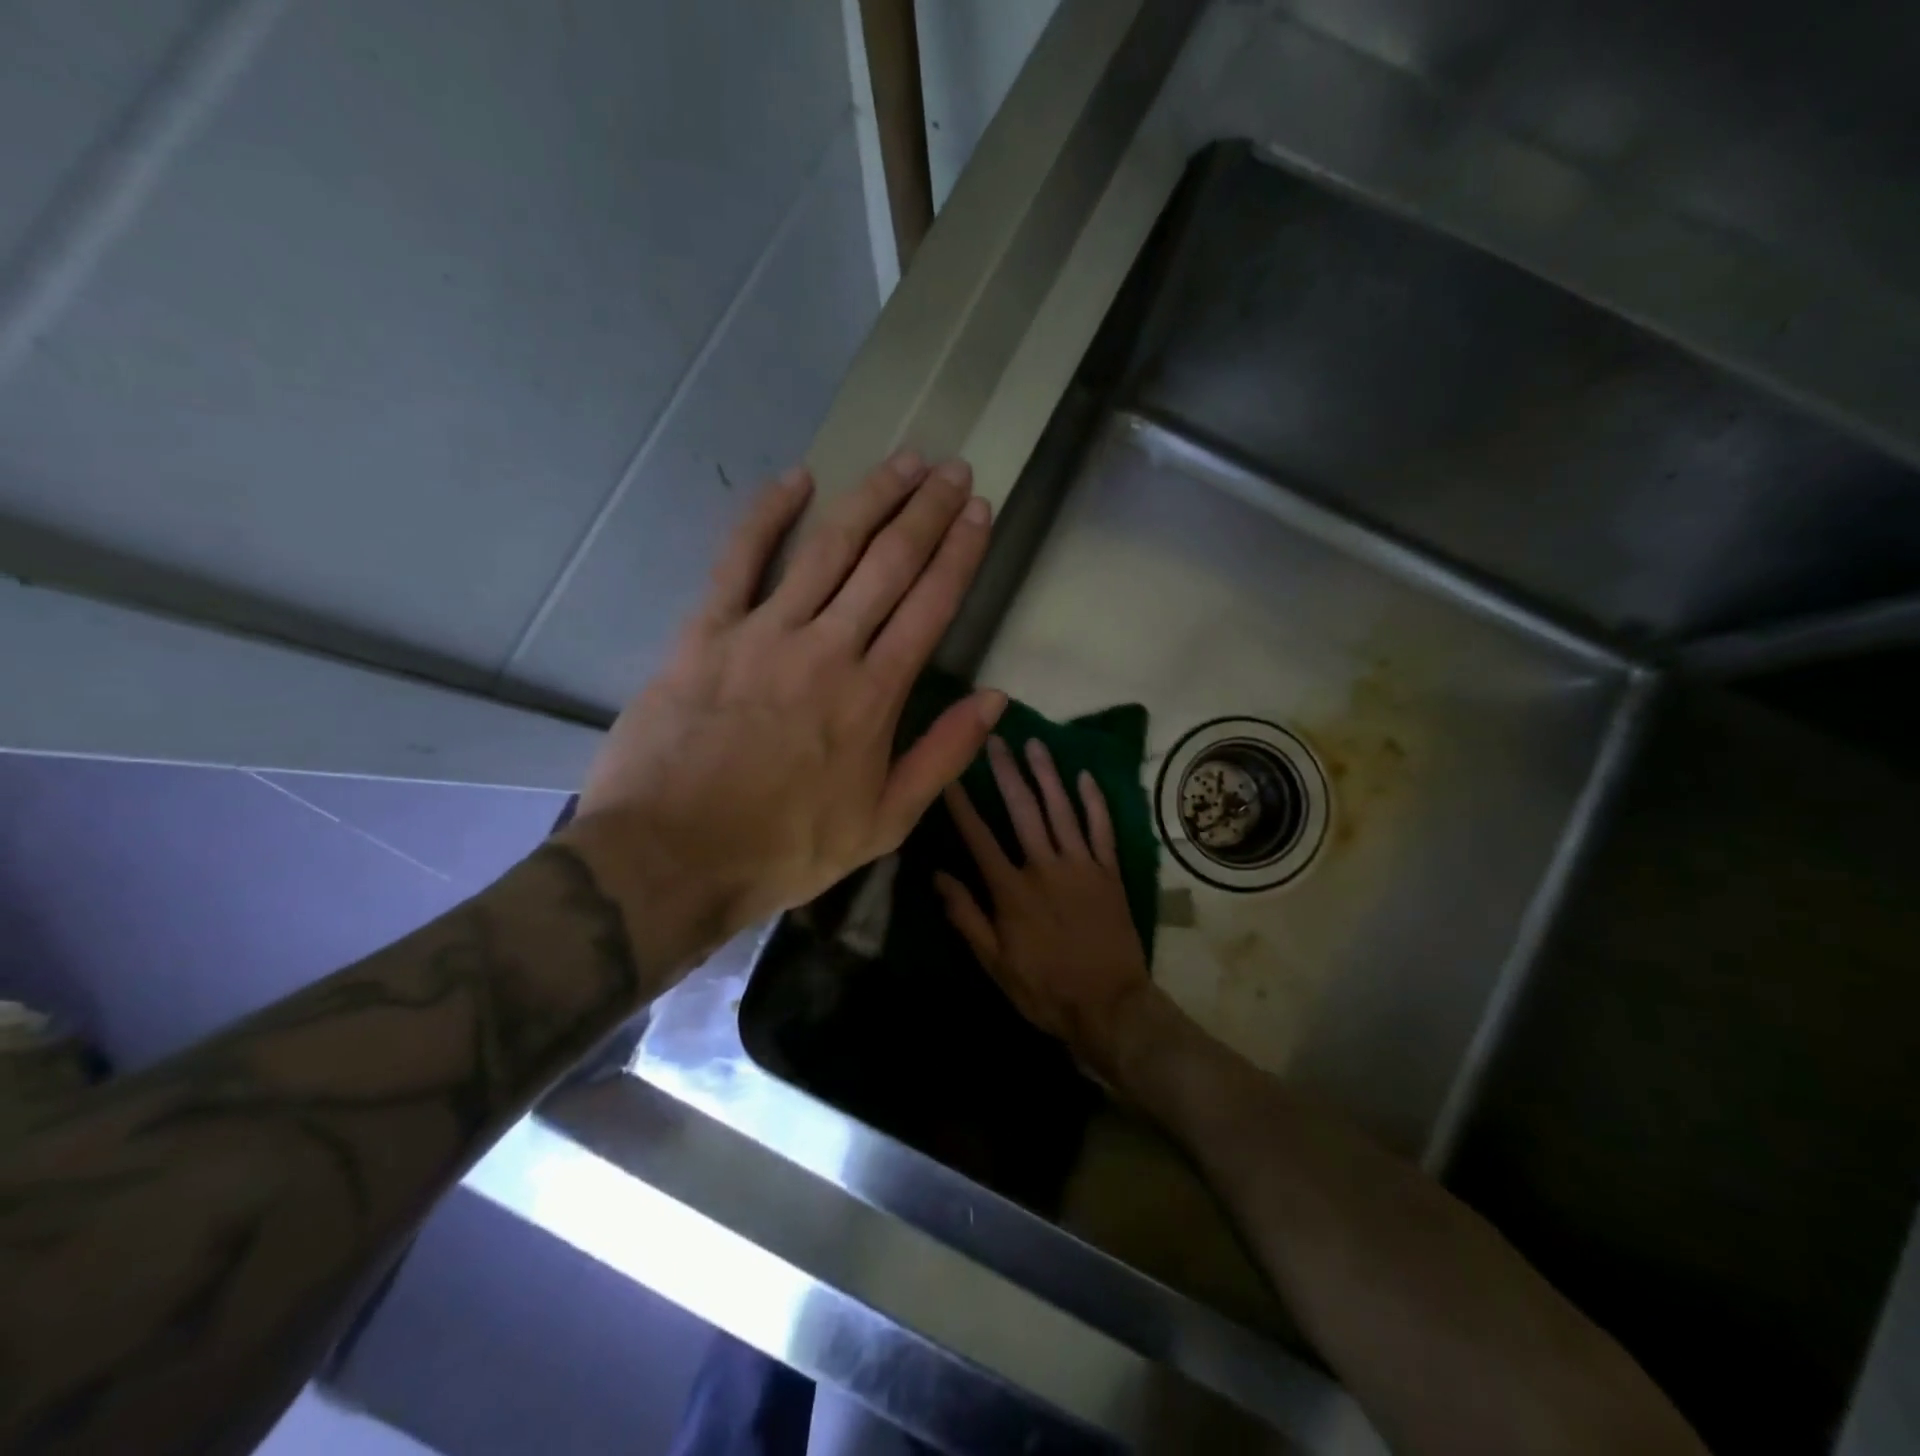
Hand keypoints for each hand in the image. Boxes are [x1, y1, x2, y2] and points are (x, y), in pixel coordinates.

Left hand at [561, 451, 1006, 977]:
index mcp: (874, 695)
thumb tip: (994, 700)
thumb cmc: (784, 847)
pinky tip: (797, 479)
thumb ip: (942, 756)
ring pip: (828, 548)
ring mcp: (764, 632)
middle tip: (954, 469)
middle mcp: (828, 648)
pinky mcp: (706, 632)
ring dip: (871, 499)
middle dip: (927, 511)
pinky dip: (768, 514)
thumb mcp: (884, 823)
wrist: (671, 857)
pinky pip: (739, 559)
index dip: (960, 553)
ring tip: (904, 461)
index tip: (981, 512)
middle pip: (888, 563)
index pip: (931, 605)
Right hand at [936, 736, 1151, 1077]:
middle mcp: (1045, 867)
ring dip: (1046, 774)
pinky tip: (1084, 777)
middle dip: (1006, 772)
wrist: (1109, 1006)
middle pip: (1022, 810)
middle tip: (994, 739)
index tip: (950, 773)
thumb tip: (938, 876)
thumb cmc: (1045, 989)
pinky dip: (1093, 802)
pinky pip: (1101, 829)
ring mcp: (1081, 865)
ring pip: (1061, 809)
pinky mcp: (1109, 871)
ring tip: (1034, 743)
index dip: (962, 804)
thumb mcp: (995, 963)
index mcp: (1011, 890)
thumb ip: (966, 917)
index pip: (979, 837)